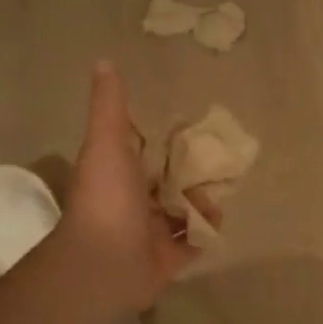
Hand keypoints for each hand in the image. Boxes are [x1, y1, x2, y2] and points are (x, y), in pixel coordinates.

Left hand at [63, 61, 212, 310]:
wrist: (104, 262)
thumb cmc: (106, 197)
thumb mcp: (107, 141)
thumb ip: (110, 105)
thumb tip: (104, 61)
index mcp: (118, 175)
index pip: (145, 153)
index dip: (166, 142)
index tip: (191, 129)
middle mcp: (132, 203)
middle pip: (168, 183)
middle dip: (191, 173)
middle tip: (219, 161)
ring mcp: (149, 233)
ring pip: (182, 212)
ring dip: (201, 201)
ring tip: (217, 190)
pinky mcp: (167, 260)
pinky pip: (193, 242)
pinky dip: (206, 230)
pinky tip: (216, 218)